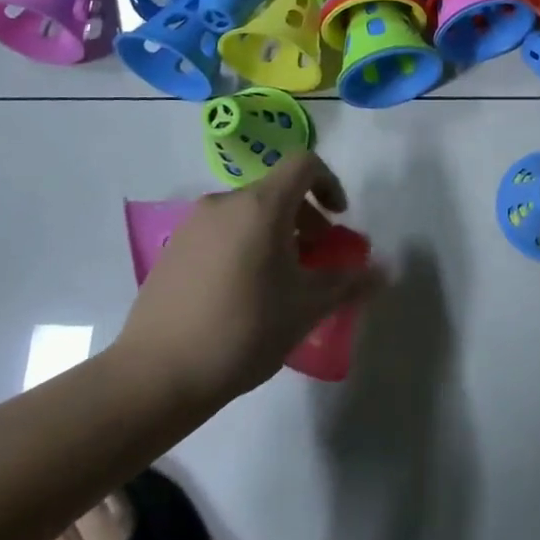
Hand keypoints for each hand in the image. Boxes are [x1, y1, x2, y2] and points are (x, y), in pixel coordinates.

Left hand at [112, 153, 383, 406]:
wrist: (155, 376)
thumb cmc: (244, 331)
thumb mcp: (307, 308)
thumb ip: (349, 282)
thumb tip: (384, 272)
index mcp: (261, 206)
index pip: (304, 164)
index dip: (330, 183)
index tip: (339, 219)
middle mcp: (225, 203)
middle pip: (277, 190)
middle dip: (306, 218)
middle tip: (317, 259)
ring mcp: (193, 225)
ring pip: (249, 212)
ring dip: (276, 233)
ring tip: (282, 280)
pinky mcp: (173, 250)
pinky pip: (222, 231)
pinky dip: (245, 245)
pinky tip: (244, 293)